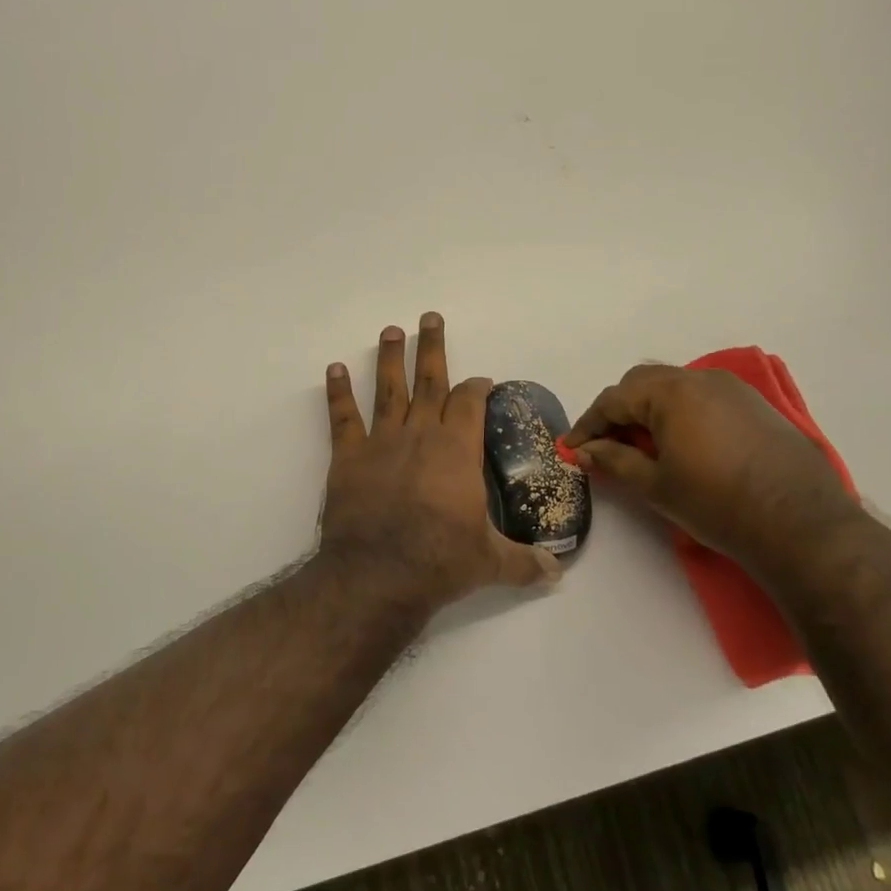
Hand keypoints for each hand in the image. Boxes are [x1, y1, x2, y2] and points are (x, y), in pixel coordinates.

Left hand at [321, 313, 560, 605]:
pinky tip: (334, 369)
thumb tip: (557, 573)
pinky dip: (337, 392)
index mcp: (457, 450)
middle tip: (429, 317)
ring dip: (389, 358)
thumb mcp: (490, 563)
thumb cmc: (440, 562)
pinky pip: (342, 417)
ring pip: (388, 389)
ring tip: (390, 330)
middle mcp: (421, 434)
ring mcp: (381, 442)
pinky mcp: (348, 457)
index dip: (477, 387)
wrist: (378, 574)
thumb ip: (524, 563)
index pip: (470, 403)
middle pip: (429, 381)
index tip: (481, 380)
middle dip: (431, 347)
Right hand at [561, 365, 864, 572]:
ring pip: (675, 386)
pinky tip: (682, 441)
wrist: (801, 524)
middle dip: (619, 410)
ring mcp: (732, 388)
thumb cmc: (717, 504)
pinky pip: (704, 396)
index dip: (588, 424)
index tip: (573, 447)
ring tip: (642, 444)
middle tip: (605, 444)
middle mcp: (700, 378)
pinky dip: (681, 411)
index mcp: (670, 392)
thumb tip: (584, 450)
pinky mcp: (756, 404)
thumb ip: (614, 460)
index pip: (614, 399)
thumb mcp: (655, 485)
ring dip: (650, 408)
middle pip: (643, 383)